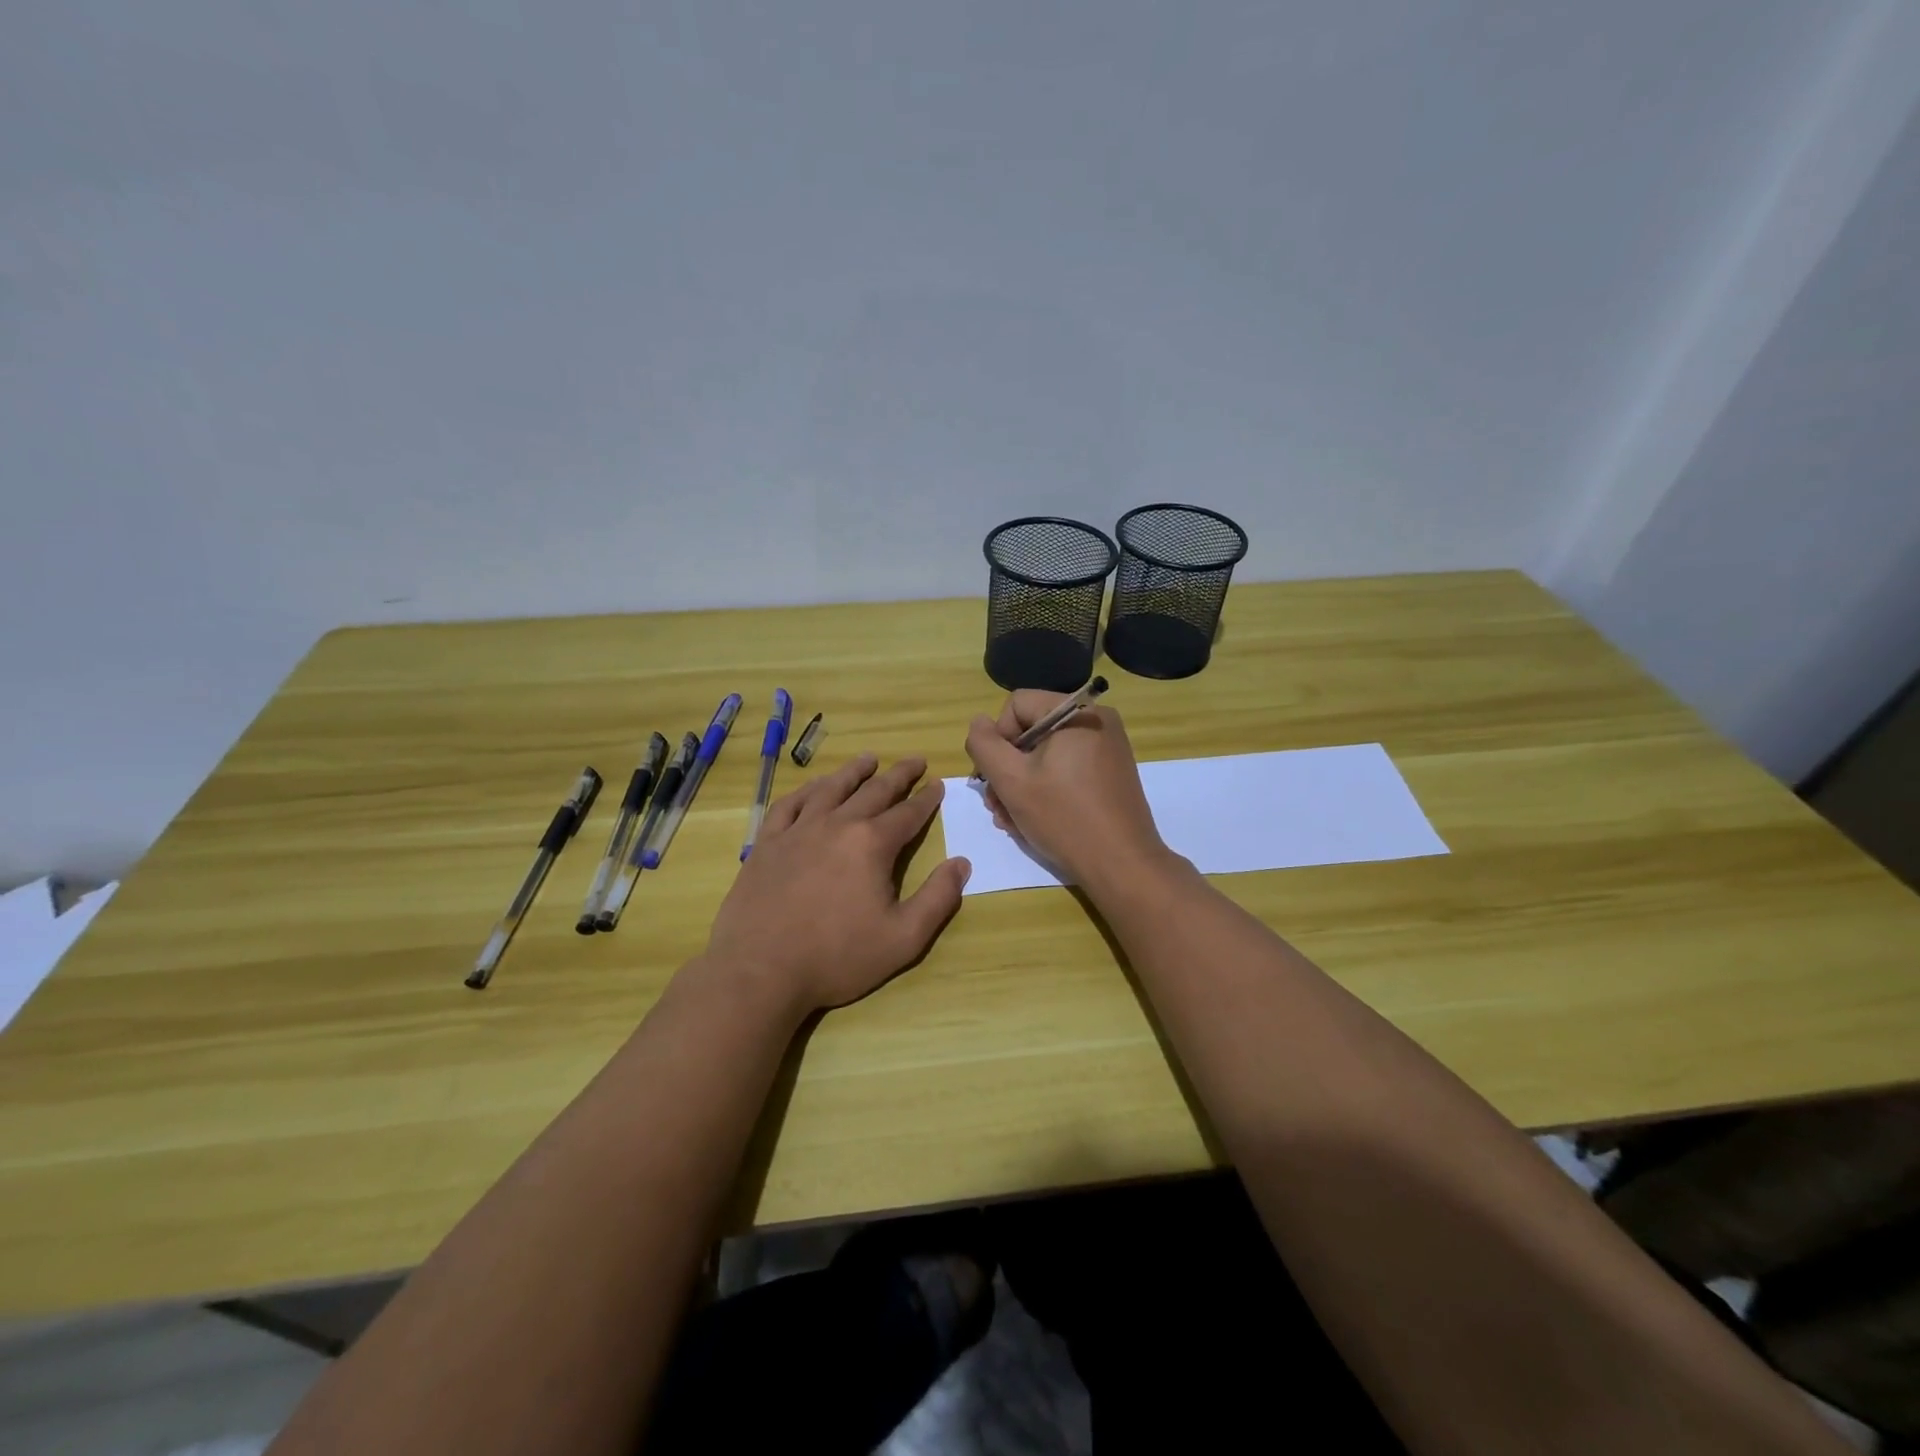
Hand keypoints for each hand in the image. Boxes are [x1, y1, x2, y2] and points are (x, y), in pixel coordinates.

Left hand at [701, 753, 970, 1013]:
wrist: (760, 970)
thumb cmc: (837, 957)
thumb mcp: (903, 938)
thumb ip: (938, 899)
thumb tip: (961, 863)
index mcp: (872, 844)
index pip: (908, 813)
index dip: (926, 798)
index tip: (937, 783)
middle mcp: (837, 825)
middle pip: (874, 791)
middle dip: (899, 775)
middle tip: (914, 760)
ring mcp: (797, 830)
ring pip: (831, 789)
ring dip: (853, 772)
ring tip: (868, 759)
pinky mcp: (767, 843)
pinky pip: (789, 804)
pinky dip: (807, 790)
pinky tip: (814, 787)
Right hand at [964, 694, 1175, 890]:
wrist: (1122, 865)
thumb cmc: (1063, 817)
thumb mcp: (1011, 780)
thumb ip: (984, 745)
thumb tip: (979, 723)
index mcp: (1077, 712)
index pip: (1016, 705)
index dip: (997, 739)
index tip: (996, 778)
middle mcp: (1097, 720)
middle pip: (1031, 731)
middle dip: (1007, 768)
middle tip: (997, 806)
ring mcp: (1107, 748)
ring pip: (1046, 754)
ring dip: (1022, 784)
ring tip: (1011, 819)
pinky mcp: (1111, 773)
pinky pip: (1067, 768)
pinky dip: (1046, 788)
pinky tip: (1034, 819)